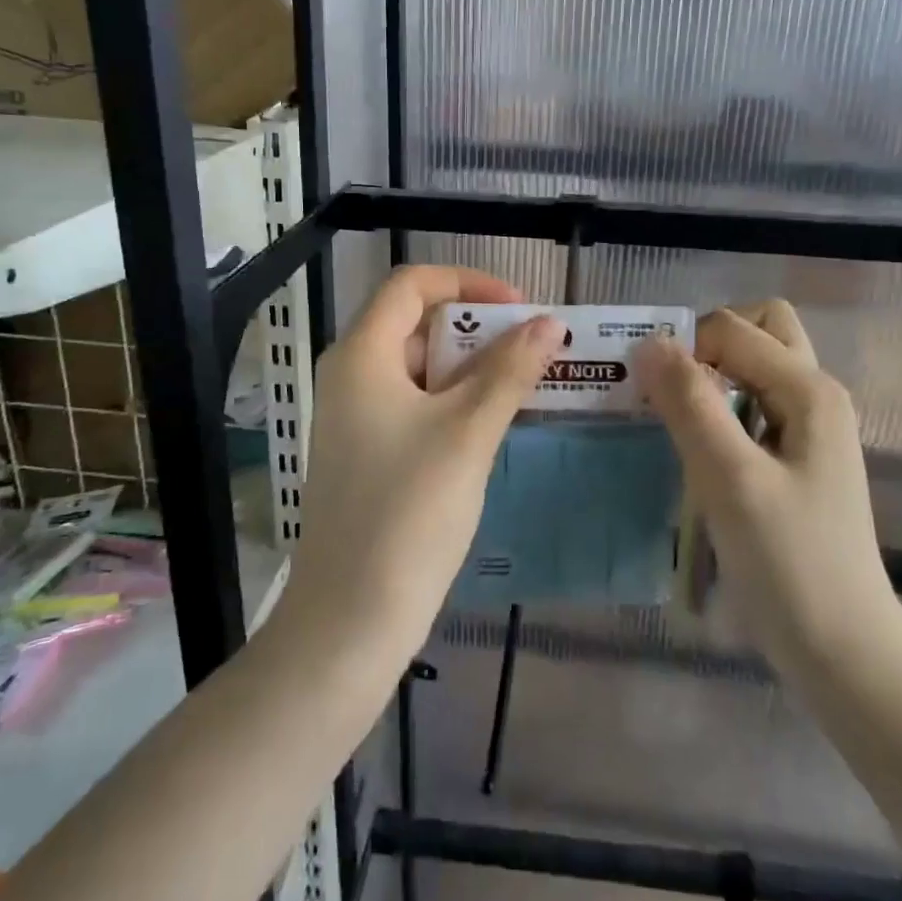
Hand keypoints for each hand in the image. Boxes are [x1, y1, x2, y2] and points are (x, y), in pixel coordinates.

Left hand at [281, 266, 563, 656]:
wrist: (351, 618)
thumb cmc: (408, 511)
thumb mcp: (468, 432)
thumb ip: (510, 371)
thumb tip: (550, 324)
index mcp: (362, 355)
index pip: (412, 285)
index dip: (468, 282)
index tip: (520, 306)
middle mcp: (351, 376)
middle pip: (417, 323)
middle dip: (478, 327)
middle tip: (533, 346)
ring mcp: (356, 418)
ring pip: (421, 368)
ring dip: (473, 367)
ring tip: (527, 381)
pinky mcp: (369, 453)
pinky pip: (416, 405)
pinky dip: (456, 401)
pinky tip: (496, 421)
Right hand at [634, 301, 901, 668]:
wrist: (844, 653)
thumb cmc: (789, 564)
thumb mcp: (731, 479)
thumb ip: (690, 404)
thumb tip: (649, 341)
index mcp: (809, 389)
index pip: (731, 329)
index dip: (683, 348)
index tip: (645, 394)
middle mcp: (815, 396)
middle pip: (757, 330)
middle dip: (706, 344)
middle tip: (669, 389)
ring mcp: (809, 430)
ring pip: (755, 369)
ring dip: (711, 377)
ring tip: (673, 417)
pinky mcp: (796, 461)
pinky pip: (753, 407)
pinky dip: (719, 409)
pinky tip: (696, 451)